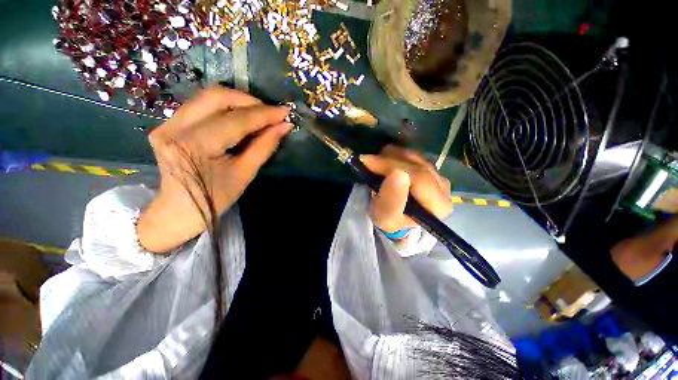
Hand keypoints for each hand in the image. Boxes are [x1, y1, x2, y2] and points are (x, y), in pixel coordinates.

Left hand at [137, 86, 290, 252]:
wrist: (179, 210)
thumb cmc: (216, 197)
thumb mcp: (245, 174)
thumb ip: (264, 146)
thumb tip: (284, 126)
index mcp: (196, 146)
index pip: (236, 120)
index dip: (264, 114)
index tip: (285, 112)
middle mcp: (175, 128)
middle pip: (216, 96)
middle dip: (249, 101)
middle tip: (270, 113)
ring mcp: (167, 123)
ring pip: (207, 96)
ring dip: (238, 101)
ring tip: (257, 115)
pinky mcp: (167, 124)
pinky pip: (200, 105)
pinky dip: (224, 107)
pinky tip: (238, 119)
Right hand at [360, 145, 452, 232]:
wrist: (395, 217)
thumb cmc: (390, 220)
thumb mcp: (385, 217)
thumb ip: (391, 200)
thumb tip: (398, 174)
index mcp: (439, 205)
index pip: (419, 177)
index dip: (392, 166)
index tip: (368, 162)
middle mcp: (444, 188)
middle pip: (417, 164)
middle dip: (388, 160)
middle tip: (367, 161)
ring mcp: (438, 175)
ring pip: (414, 156)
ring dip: (391, 157)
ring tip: (375, 165)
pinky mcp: (430, 168)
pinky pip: (412, 154)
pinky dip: (395, 155)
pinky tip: (385, 163)